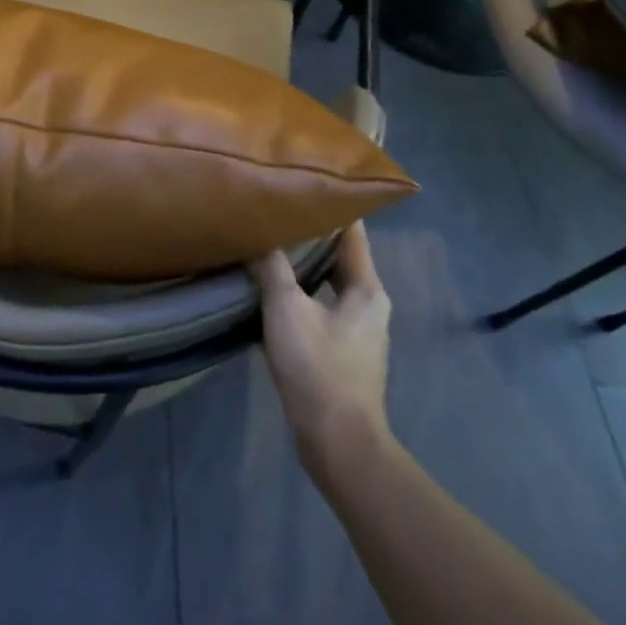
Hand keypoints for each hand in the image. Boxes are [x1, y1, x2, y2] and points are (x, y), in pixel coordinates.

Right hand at [250, 221, 392, 474]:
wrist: (338, 443)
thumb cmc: (318, 369)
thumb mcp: (286, 310)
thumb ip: (271, 268)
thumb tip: (256, 233)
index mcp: (366, 289)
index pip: (353, 233)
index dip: (333, 205)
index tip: (308, 180)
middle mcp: (369, 304)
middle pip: (340, 256)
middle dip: (311, 234)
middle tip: (278, 209)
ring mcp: (358, 331)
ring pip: (328, 282)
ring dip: (303, 264)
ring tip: (270, 243)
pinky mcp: (343, 352)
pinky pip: (320, 306)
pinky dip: (300, 292)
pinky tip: (271, 290)